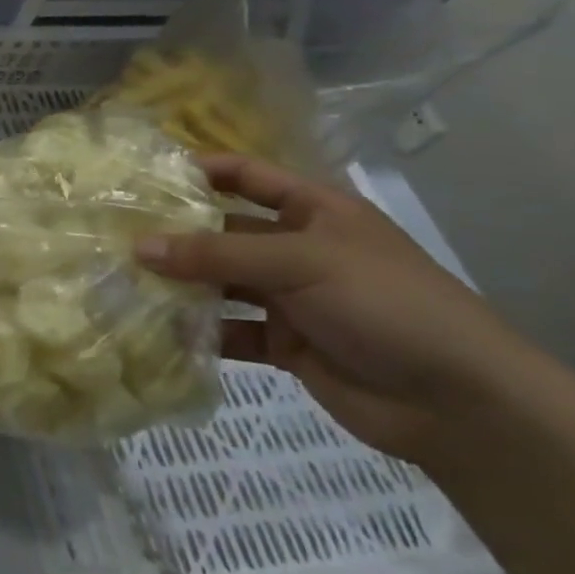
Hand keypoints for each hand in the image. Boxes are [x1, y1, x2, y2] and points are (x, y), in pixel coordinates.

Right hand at [135, 155, 553, 463]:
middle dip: (176, 234)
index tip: (144, 177)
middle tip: (114, 236)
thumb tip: (138, 246)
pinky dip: (198, 332)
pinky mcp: (284, 343)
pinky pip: (229, 330)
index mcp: (315, 212)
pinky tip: (159, 331)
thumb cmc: (387, 305)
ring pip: (221, 283)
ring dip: (181, 285)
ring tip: (123, 282)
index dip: (201, 171)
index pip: (248, 177)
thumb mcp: (302, 263)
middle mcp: (298, 249)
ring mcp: (291, 298)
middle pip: (224, 232)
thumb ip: (217, 255)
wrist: (460, 403)